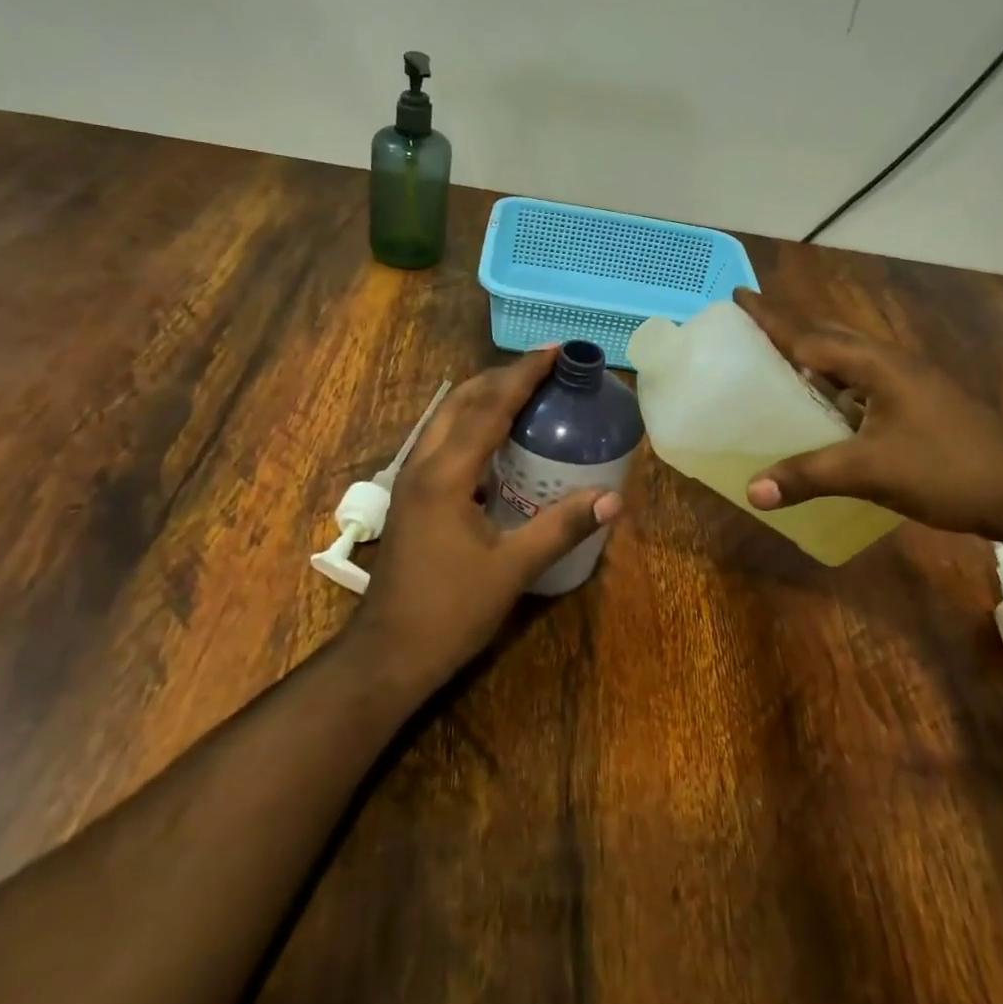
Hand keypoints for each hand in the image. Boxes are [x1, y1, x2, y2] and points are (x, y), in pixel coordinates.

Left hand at [354, 348, 624, 684]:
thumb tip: (613, 499)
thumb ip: (561, 528)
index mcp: (446, 474)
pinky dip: (471, 424)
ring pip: (446, 419)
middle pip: (461, 401)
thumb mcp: (512, 569)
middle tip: (544, 367)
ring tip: (524, 391)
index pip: (490, 407)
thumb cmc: (449, 611)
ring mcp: (412, 480)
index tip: (554, 350)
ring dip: (483, 396)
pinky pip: (443, 441)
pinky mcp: (412, 497)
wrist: (388, 653)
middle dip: (502, 376)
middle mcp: (423, 465)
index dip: (523, 375)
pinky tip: (497, 441)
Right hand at [734, 287, 1002, 537]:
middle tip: (752, 324)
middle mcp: (891, 365)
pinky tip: (824, 407)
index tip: (738, 295)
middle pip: (829, 337)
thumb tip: (751, 491)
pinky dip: (833, 386)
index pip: (809, 335)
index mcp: (876, 365)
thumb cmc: (948, 468)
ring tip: (779, 361)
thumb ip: (809, 477)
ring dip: (813, 355)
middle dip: (789, 327)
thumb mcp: (871, 472)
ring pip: (848, 360)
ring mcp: (910, 384)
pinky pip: (862, 384)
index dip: (771, 318)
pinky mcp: (920, 406)